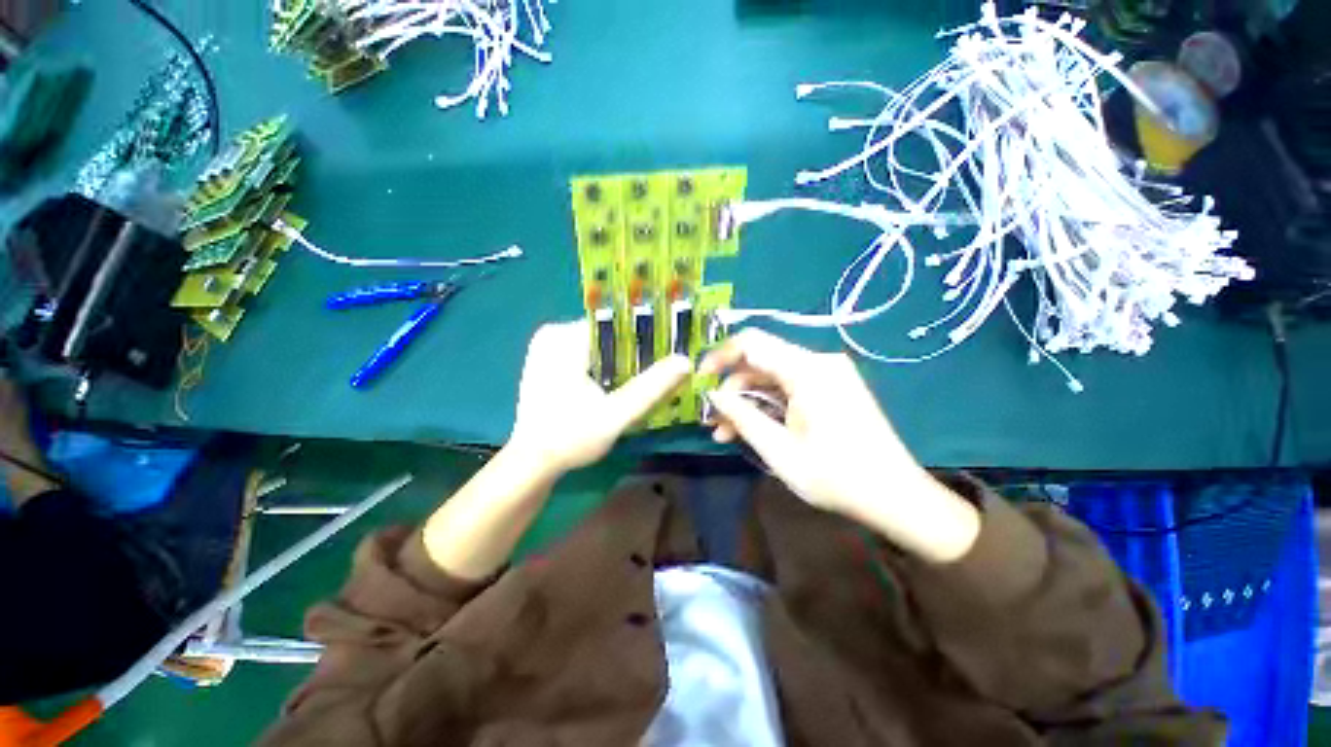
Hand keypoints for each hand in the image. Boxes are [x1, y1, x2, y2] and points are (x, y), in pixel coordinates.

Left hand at [508, 321, 690, 476]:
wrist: (532, 463)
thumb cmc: (569, 439)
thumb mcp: (614, 415)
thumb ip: (650, 388)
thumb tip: (685, 360)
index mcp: (563, 337)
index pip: (616, 322)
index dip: (646, 336)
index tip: (668, 351)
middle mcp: (553, 334)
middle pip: (609, 334)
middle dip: (635, 351)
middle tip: (659, 370)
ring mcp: (548, 347)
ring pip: (600, 345)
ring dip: (622, 361)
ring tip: (643, 378)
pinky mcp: (549, 361)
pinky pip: (588, 355)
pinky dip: (606, 367)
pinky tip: (619, 384)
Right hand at [699, 329, 978, 562]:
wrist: (896, 496)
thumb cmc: (837, 476)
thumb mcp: (779, 450)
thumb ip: (742, 416)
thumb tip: (713, 394)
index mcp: (808, 370)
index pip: (752, 342)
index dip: (721, 356)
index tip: (700, 379)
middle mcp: (819, 363)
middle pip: (761, 362)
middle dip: (732, 389)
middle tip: (713, 420)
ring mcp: (828, 375)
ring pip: (772, 377)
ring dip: (747, 402)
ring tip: (726, 433)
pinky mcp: (832, 388)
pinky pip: (790, 388)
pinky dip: (768, 405)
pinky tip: (752, 429)